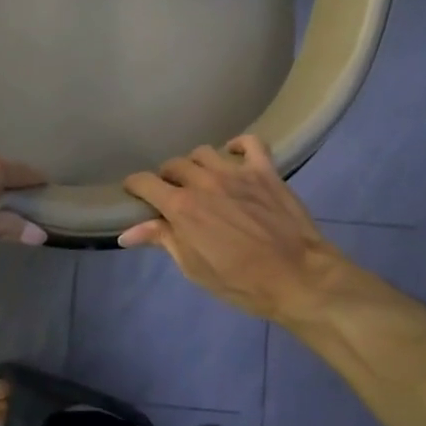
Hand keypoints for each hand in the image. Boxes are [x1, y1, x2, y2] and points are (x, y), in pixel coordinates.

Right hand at [120, 136, 342, 321]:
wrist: (298, 278)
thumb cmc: (241, 282)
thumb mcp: (194, 269)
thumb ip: (163, 241)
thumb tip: (127, 233)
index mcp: (182, 208)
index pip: (145, 183)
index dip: (134, 186)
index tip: (134, 193)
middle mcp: (204, 182)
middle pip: (173, 165)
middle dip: (166, 178)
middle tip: (172, 195)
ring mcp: (236, 173)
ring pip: (204, 152)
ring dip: (196, 164)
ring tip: (201, 179)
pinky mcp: (265, 171)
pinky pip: (250, 143)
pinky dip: (238, 145)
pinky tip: (233, 155)